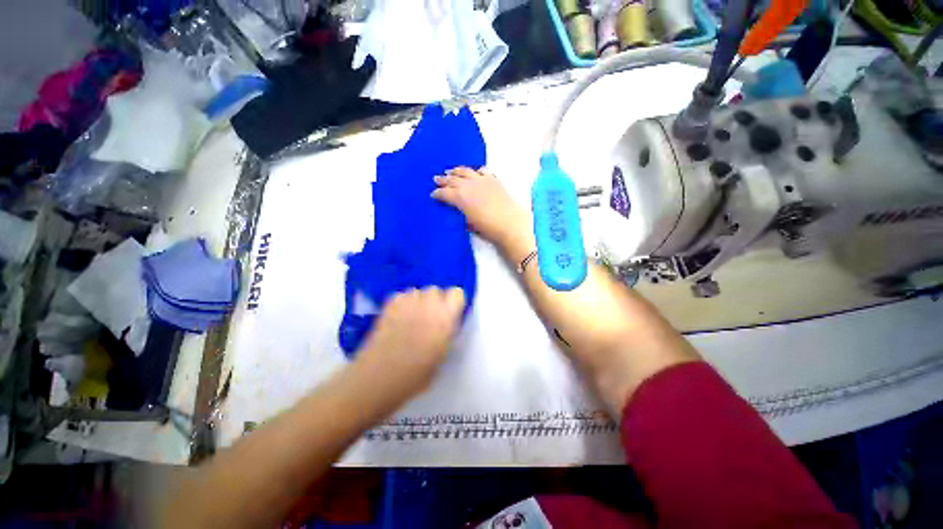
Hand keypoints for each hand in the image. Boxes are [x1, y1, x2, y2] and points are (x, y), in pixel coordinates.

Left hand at [354, 287, 465, 406]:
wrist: (380, 377)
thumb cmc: (416, 374)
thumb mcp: (442, 355)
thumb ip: (447, 333)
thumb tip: (446, 325)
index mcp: (445, 317)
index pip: (457, 293)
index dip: (454, 303)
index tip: (450, 315)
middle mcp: (428, 304)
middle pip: (436, 289)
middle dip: (435, 301)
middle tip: (430, 318)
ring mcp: (407, 303)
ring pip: (417, 291)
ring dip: (418, 301)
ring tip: (412, 317)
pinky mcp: (389, 305)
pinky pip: (401, 296)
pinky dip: (402, 303)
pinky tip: (398, 317)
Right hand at [432, 167, 529, 246]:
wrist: (510, 224)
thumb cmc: (488, 228)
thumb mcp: (470, 224)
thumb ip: (462, 213)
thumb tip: (461, 210)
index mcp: (460, 198)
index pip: (444, 193)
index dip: (437, 193)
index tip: (433, 194)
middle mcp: (468, 185)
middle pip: (452, 179)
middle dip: (443, 180)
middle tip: (437, 179)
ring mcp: (481, 180)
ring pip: (465, 171)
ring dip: (456, 171)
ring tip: (451, 171)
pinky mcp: (493, 180)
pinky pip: (482, 171)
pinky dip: (475, 171)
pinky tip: (474, 173)